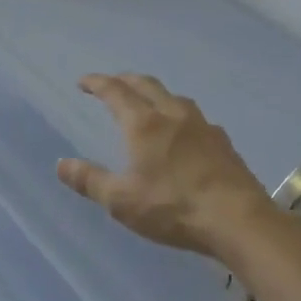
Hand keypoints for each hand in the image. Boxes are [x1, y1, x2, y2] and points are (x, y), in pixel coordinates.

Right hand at [57, 73, 279, 261]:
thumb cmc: (173, 207)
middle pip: (146, 85)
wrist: (240, 221)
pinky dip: (179, 115)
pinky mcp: (223, 142)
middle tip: (112, 84)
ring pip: (173, 97)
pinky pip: (195, 117)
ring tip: (148, 103)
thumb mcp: (122, 201)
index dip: (97, 83)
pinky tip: (184, 132)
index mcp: (143, 124)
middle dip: (125, 80)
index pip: (115, 91)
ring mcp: (202, 126)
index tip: (84, 82)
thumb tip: (60, 164)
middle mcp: (172, 115)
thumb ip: (90, 180)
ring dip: (155, 93)